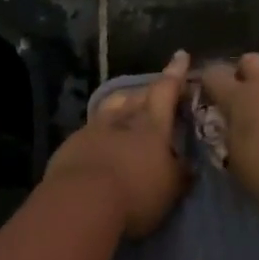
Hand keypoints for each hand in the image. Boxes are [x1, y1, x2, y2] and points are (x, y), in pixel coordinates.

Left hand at [45, 51, 192, 238]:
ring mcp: (92, 131)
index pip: (166, 91)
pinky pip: (89, 131)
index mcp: (151, 125)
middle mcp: (121, 120)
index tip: (180, 56)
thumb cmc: (135, 193)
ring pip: (109, 108)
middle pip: (135, 96)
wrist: (79, 203)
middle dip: (147, 92)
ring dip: (120, 106)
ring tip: (125, 109)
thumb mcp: (170, 188)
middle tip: (155, 93)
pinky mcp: (70, 147)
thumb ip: (180, 173)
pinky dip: (99, 133)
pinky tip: (100, 144)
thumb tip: (188, 164)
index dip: (175, 74)